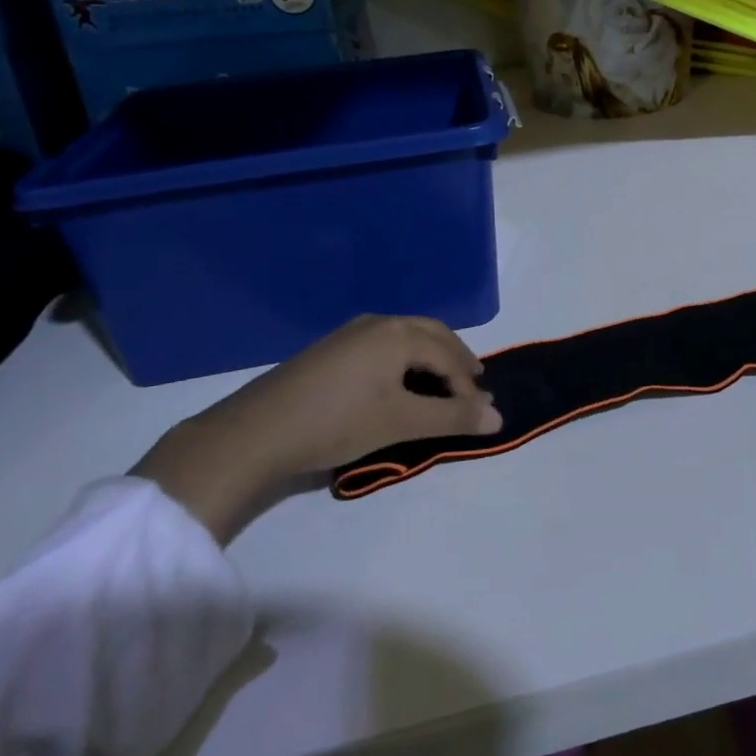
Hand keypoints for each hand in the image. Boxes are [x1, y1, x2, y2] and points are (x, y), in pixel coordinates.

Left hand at [132, 316, 502, 542]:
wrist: (256, 432)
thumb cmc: (337, 422)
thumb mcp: (401, 422)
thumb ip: (452, 418)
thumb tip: (498, 417)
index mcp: (398, 333)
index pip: (448, 356)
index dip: (468, 386)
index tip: (480, 414)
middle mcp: (378, 323)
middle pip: (431, 334)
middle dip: (456, 358)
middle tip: (473, 383)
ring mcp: (351, 333)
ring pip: (406, 338)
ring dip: (430, 358)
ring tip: (442, 384)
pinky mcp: (332, 349)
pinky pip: (384, 345)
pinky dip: (405, 360)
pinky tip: (400, 383)